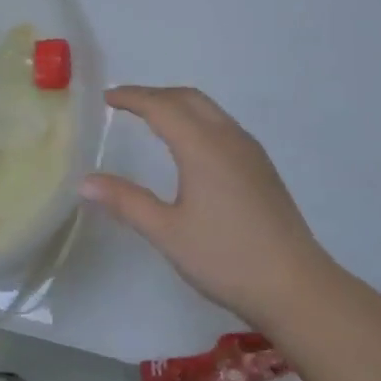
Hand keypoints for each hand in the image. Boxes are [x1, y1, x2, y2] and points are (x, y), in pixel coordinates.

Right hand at [81, 86, 336, 328]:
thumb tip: (85, 181)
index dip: (132, 97)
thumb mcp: (167, 232)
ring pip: (210, 110)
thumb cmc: (225, 257)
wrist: (294, 284)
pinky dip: (198, 120)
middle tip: (126, 104)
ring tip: (153, 120)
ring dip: (179, 105)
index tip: (107, 97)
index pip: (161, 106)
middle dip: (155, 95)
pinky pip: (224, 126)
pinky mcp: (262, 167)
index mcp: (203, 146)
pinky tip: (191, 148)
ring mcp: (250, 151)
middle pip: (189, 98)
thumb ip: (126, 202)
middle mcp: (229, 138)